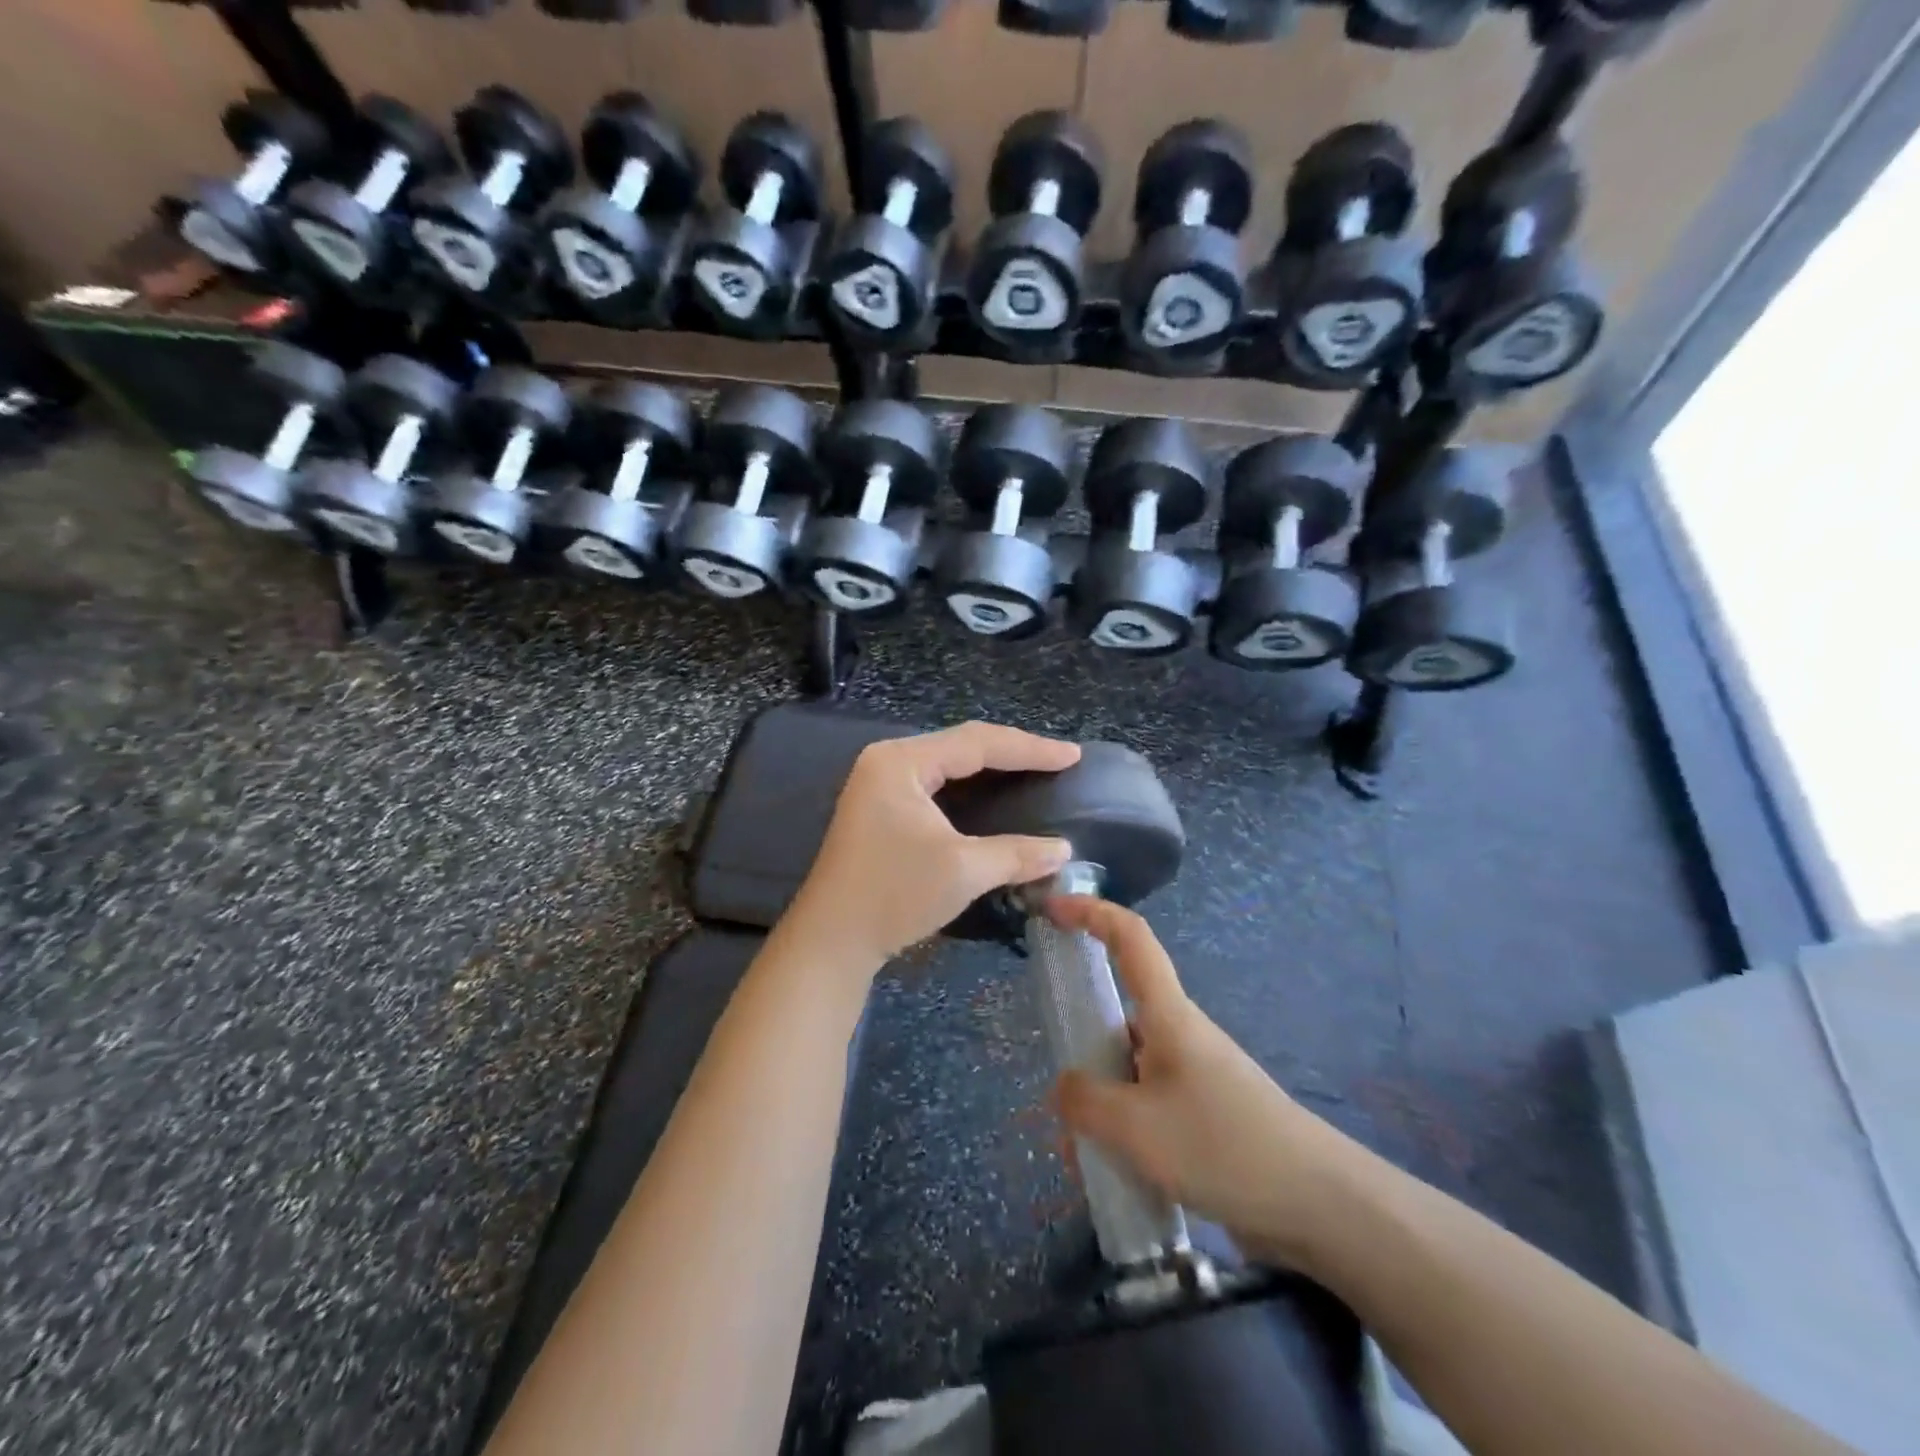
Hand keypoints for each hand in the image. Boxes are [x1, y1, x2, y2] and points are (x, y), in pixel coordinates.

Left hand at [780, 723, 1081, 974]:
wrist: (831, 940)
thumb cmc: (893, 894)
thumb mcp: (962, 870)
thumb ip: (1017, 853)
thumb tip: (1063, 850)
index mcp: (901, 761)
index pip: (976, 743)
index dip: (1029, 749)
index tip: (1073, 756)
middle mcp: (888, 762)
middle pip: (961, 746)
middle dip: (1012, 753)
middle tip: (1058, 762)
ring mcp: (880, 784)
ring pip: (948, 765)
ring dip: (991, 769)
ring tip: (1034, 771)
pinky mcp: (881, 809)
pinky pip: (935, 785)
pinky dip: (969, 789)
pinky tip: (993, 797)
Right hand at [1049, 896, 1349, 1266]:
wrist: (1320, 1206)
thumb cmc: (1223, 1145)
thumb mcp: (1136, 1126)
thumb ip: (1085, 1101)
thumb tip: (1065, 1088)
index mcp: (1168, 1014)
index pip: (1130, 938)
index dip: (1090, 912)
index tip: (1052, 909)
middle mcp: (1179, 1035)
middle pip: (1118, 1016)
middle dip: (1082, 1051)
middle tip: (1059, 1102)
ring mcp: (1194, 1077)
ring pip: (1128, 1072)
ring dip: (1101, 1106)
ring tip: (1085, 1159)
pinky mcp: (1205, 1117)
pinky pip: (1149, 1109)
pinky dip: (1124, 1132)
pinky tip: (1117, 1176)